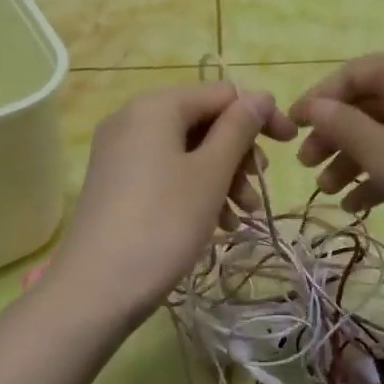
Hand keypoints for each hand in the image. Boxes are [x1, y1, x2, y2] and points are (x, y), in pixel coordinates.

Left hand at [50, 83, 296, 325]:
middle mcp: (133, 117)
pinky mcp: (114, 180)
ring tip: (240, 217)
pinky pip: (165, 169)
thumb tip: (260, 96)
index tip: (289, 147)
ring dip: (221, 176)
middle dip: (238, 154)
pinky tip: (214, 223)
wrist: (94, 290)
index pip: (222, 94)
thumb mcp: (210, 174)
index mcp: (157, 105)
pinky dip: (194, 187)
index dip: (260, 116)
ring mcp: (120, 150)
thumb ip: (239, 129)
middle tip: (256, 193)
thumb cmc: (163, 223)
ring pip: (186, 149)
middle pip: (203, 120)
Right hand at [291, 53, 383, 258]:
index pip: (350, 74)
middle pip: (369, 103)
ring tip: (330, 194)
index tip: (290, 131)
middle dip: (335, 135)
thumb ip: (341, 126)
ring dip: (357, 158)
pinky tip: (363, 205)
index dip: (316, 100)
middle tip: (308, 168)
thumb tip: (313, 107)